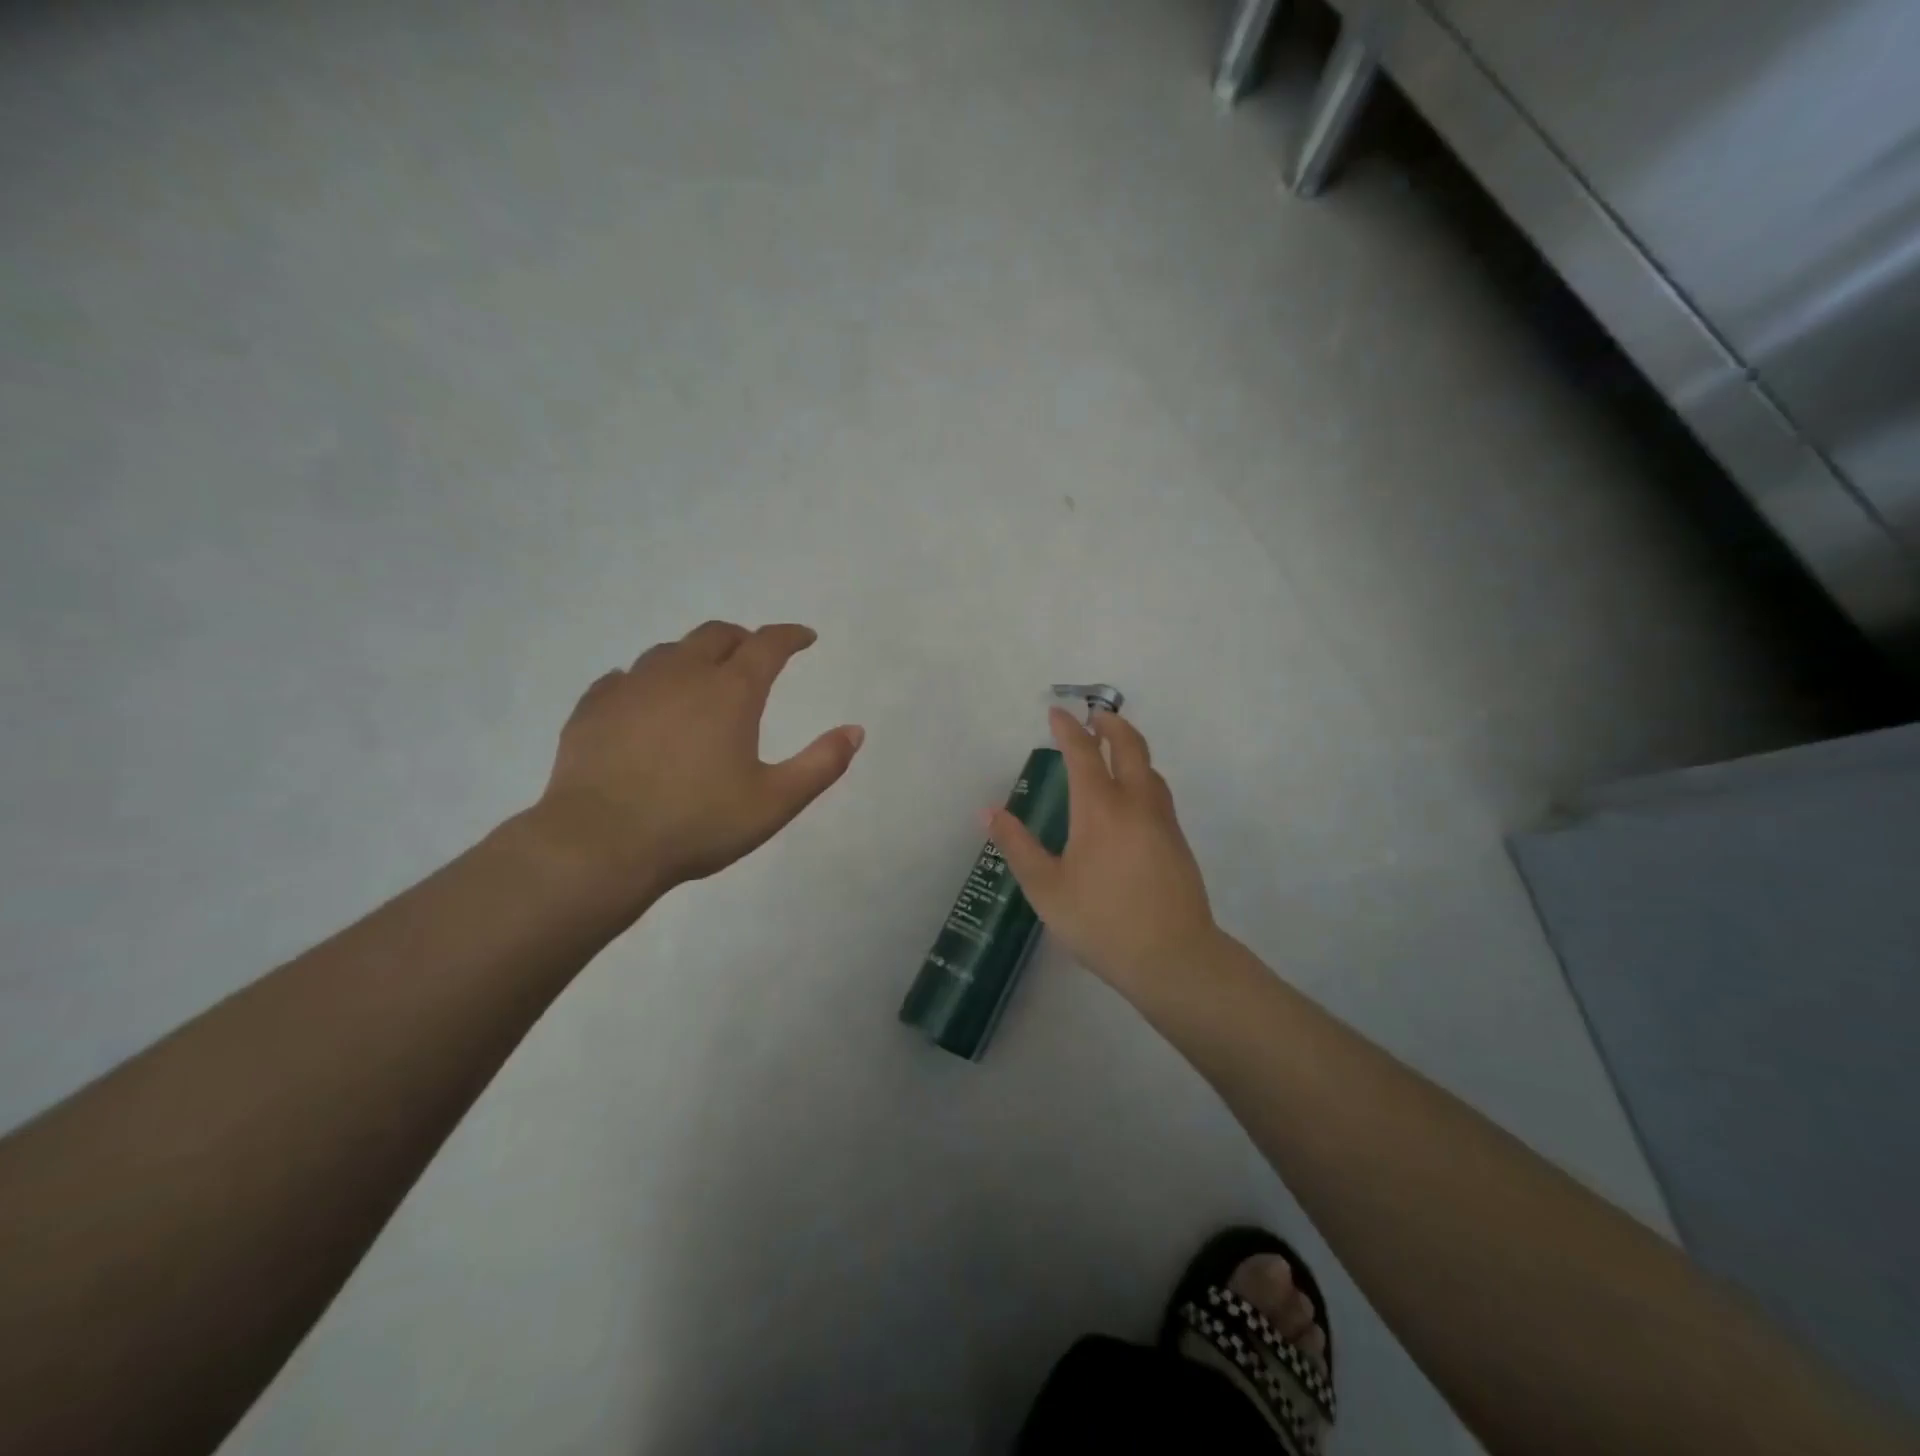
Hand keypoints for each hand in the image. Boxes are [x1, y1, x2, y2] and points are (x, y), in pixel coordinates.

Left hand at [527, 620, 863, 905]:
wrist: (599, 844)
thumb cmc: (697, 823)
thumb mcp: (774, 802)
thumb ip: (821, 764)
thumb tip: (856, 730)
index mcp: (730, 692)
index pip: (768, 645)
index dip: (790, 636)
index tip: (805, 637)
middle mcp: (681, 675)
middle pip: (715, 635)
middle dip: (742, 638)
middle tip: (754, 655)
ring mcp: (631, 687)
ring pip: (668, 651)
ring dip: (693, 655)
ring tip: (700, 677)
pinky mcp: (593, 707)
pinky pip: (623, 677)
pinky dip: (644, 680)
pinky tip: (643, 699)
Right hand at [989, 708, 1220, 999]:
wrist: (1173, 957)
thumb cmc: (1101, 922)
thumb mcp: (1046, 888)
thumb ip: (1017, 846)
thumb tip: (988, 812)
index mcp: (1100, 809)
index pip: (1083, 753)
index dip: (1068, 729)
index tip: (1056, 713)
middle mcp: (1135, 803)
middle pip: (1130, 746)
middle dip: (1111, 724)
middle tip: (1094, 716)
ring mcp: (1163, 821)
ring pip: (1150, 768)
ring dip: (1131, 749)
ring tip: (1113, 751)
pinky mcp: (1177, 841)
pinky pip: (1158, 792)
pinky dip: (1142, 776)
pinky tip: (1131, 799)